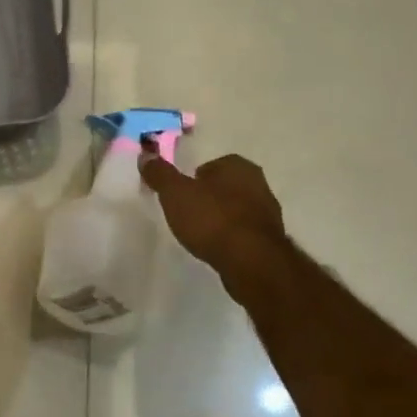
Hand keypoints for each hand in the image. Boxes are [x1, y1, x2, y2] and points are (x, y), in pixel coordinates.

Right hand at [141, 152, 287, 282]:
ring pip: (237, 209)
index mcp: (237, 166)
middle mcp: (258, 183)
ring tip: (202, 234)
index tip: (180, 195)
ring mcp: (268, 212)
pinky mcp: (271, 239)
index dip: (193, 179)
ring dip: (222, 218)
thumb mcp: (175, 193)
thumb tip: (146, 155)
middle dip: (209, 197)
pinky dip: (232, 237)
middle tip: (188, 213)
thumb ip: (160, 174)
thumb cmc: (212, 219)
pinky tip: (219, 248)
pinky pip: (245, 232)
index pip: (212, 165)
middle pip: (226, 186)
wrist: (251, 261)